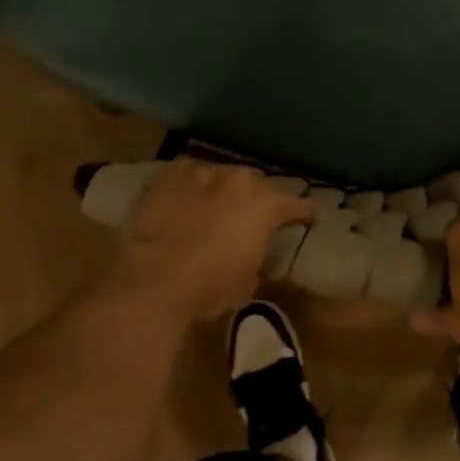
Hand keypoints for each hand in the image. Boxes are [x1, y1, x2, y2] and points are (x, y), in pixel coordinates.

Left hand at [106, 160, 310, 322]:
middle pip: (259, 185)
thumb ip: (258, 256)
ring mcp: (203, 173)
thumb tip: (252, 251)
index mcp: (267, 205)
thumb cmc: (209, 288)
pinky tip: (186, 199)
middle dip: (259, 200)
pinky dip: (193, 186)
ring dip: (224, 191)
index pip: (298, 205)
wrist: (152, 282)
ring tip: (216, 208)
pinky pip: (190, 174)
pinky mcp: (170, 175)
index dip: (304, 215)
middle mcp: (239, 180)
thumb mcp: (248, 281)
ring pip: (223, 176)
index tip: (307, 221)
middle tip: (252, 218)